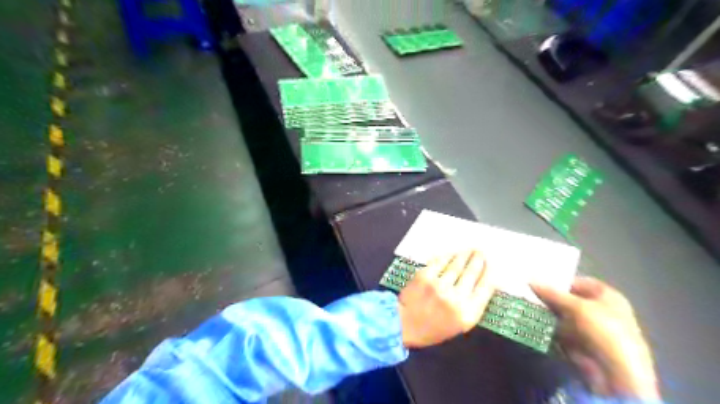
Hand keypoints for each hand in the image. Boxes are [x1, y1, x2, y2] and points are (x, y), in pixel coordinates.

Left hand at [399, 249, 495, 347]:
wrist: (405, 324)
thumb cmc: (435, 327)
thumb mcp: (460, 324)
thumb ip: (473, 305)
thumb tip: (483, 282)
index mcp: (467, 314)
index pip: (485, 288)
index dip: (489, 273)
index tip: (491, 264)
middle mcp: (455, 298)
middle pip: (472, 273)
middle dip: (478, 260)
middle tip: (481, 252)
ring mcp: (439, 286)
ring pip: (457, 265)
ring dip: (465, 255)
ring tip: (470, 250)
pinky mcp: (425, 276)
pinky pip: (439, 262)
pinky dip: (447, 256)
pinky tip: (452, 253)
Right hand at [530, 275, 658, 399]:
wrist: (616, 373)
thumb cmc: (603, 331)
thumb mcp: (576, 306)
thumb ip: (552, 293)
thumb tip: (530, 280)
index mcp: (607, 296)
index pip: (578, 282)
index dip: (558, 281)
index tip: (536, 280)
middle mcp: (599, 310)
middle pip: (568, 299)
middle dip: (549, 296)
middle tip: (525, 291)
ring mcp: (589, 328)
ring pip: (562, 315)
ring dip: (546, 311)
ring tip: (524, 303)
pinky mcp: (579, 344)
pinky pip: (559, 330)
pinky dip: (547, 326)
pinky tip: (531, 320)